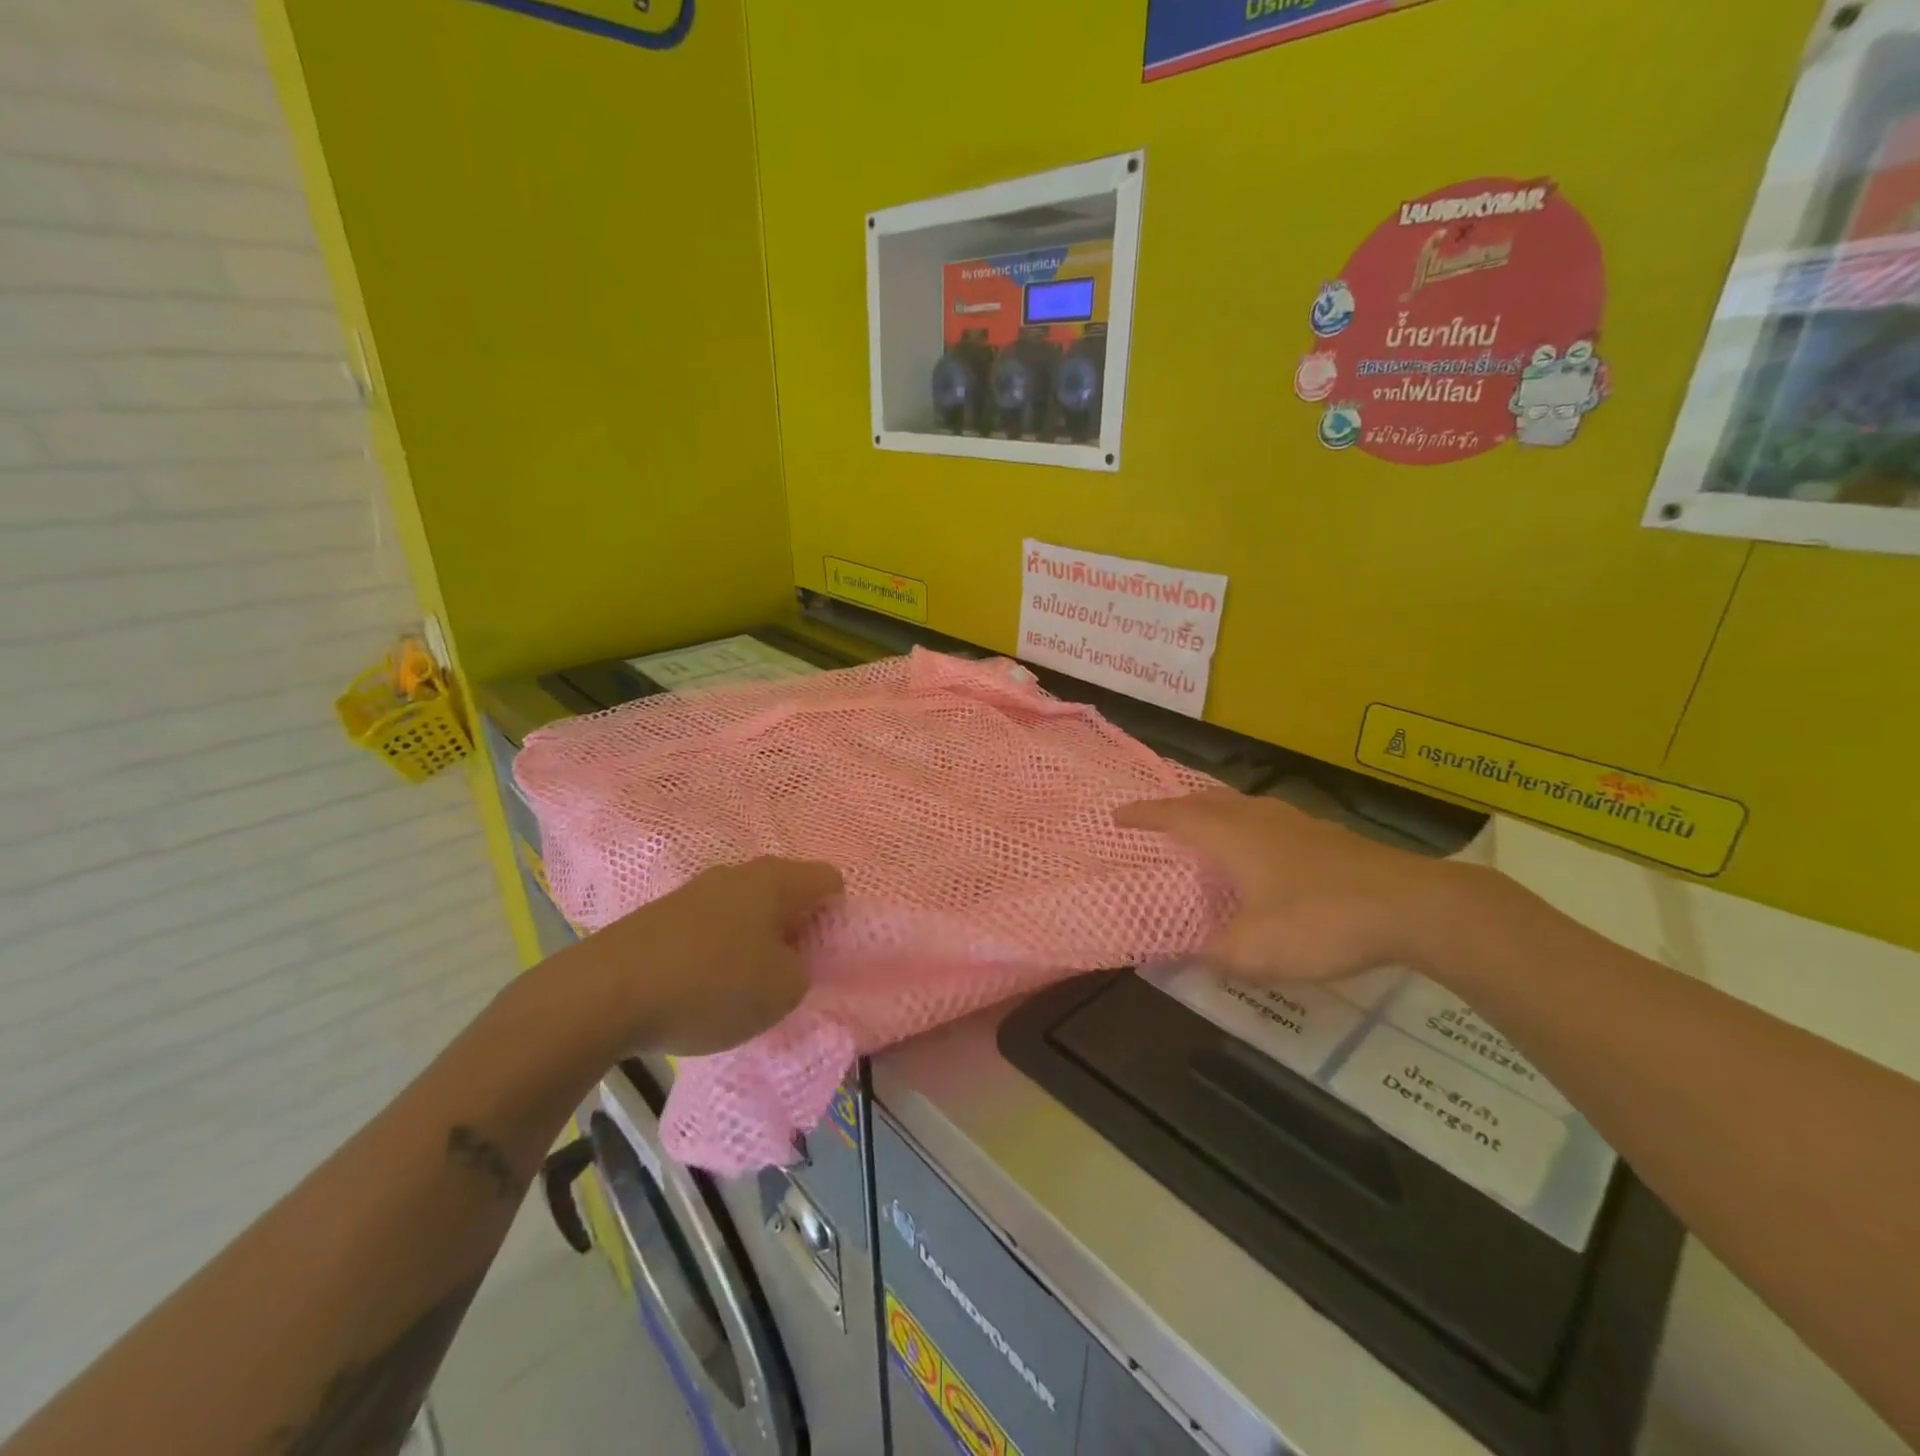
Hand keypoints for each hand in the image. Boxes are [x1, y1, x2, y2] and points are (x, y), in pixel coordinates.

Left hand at [555, 857, 843, 1056]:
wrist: (604, 994)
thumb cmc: (711, 985)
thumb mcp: (782, 991)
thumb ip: (802, 970)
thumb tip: (788, 959)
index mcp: (776, 881)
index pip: (829, 880)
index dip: (838, 914)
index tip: (826, 953)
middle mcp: (738, 873)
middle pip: (786, 891)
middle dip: (796, 927)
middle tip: (791, 970)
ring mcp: (696, 889)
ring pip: (746, 907)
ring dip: (755, 938)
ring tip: (745, 983)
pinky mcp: (662, 913)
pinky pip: (711, 924)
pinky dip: (719, 948)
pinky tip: (703, 984)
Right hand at [1116, 789, 1466, 983]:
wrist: (1414, 906)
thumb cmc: (1320, 921)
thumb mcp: (1254, 952)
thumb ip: (1212, 955)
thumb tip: (1180, 958)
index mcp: (1232, 837)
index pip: (1175, 817)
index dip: (1144, 815)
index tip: (1117, 815)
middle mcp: (1259, 819)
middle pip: (1207, 800)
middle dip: (1177, 805)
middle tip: (1158, 816)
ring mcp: (1298, 823)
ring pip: (1243, 805)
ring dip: (1215, 810)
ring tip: (1205, 825)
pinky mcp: (1329, 836)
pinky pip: (1271, 819)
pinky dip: (1250, 825)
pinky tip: (1266, 849)